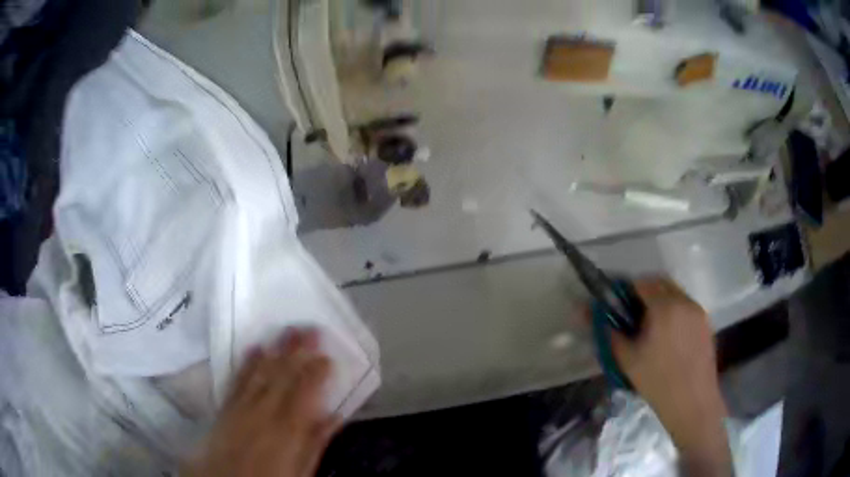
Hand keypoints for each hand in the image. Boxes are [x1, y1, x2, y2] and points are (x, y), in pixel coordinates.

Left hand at [183, 329, 340, 476]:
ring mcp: (242, 406)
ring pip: (260, 373)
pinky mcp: (226, 407)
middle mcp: (264, 411)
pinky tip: (252, 348)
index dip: (316, 372)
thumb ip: (316, 441)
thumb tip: (335, 415)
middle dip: (297, 351)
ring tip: (285, 331)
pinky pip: (237, 380)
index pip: (305, 392)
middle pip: (282, 376)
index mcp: (287, 428)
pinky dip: (245, 363)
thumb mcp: (302, 469)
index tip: (327, 355)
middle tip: (309, 328)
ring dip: (274, 350)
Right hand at [609, 277, 731, 475]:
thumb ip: (608, 332)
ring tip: (652, 326)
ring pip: (676, 293)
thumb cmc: (657, 382)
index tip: (618, 305)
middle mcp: (683, 301)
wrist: (692, 401)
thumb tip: (586, 312)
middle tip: (633, 314)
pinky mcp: (706, 322)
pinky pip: (686, 306)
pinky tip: (669, 335)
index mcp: (664, 307)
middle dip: (645, 291)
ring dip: (661, 300)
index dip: (627, 289)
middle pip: (661, 282)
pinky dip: (675, 310)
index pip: (642, 282)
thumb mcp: (627, 360)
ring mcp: (697, 310)